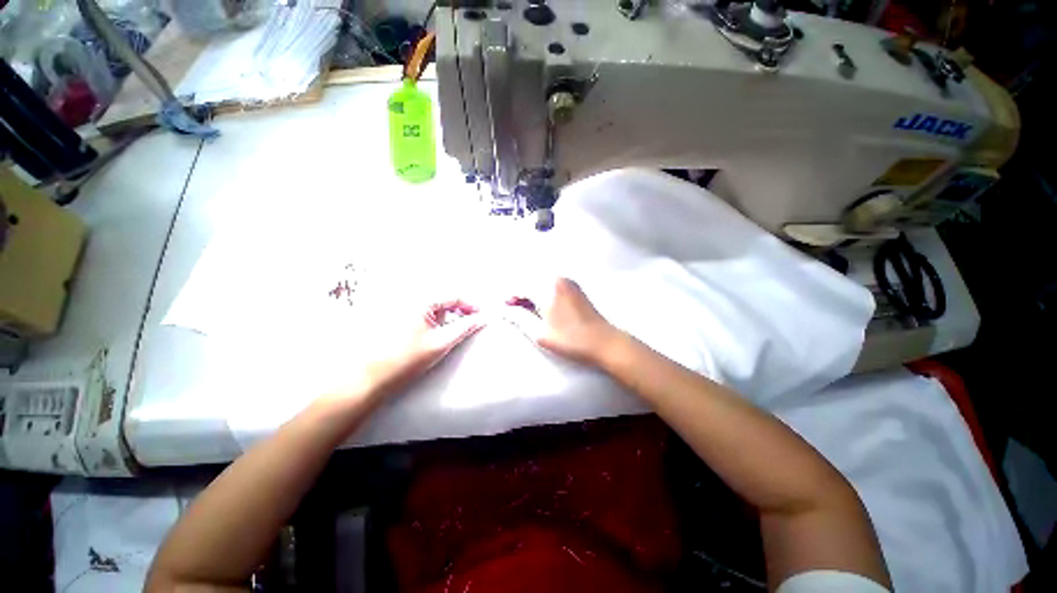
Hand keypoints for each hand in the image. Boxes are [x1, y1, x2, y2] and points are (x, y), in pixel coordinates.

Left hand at [357, 300, 485, 399]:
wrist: (369, 379)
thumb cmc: (405, 360)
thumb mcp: (441, 343)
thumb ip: (465, 328)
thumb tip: (482, 318)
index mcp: (420, 300)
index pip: (454, 295)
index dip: (471, 305)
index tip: (482, 315)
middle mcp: (408, 297)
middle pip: (443, 297)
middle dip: (460, 307)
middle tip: (472, 320)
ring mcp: (400, 306)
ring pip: (433, 304)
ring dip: (448, 312)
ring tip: (457, 326)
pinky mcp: (394, 316)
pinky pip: (422, 310)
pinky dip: (435, 317)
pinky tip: (437, 330)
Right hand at [512, 278, 619, 365]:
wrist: (605, 342)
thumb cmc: (572, 340)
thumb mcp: (540, 333)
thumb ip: (519, 318)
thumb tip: (504, 310)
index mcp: (547, 288)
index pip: (520, 285)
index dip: (509, 296)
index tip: (504, 309)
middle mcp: (557, 279)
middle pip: (530, 280)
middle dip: (519, 294)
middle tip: (514, 311)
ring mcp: (568, 282)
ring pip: (540, 282)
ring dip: (530, 293)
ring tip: (527, 312)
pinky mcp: (575, 288)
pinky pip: (551, 285)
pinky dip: (542, 293)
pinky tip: (542, 308)